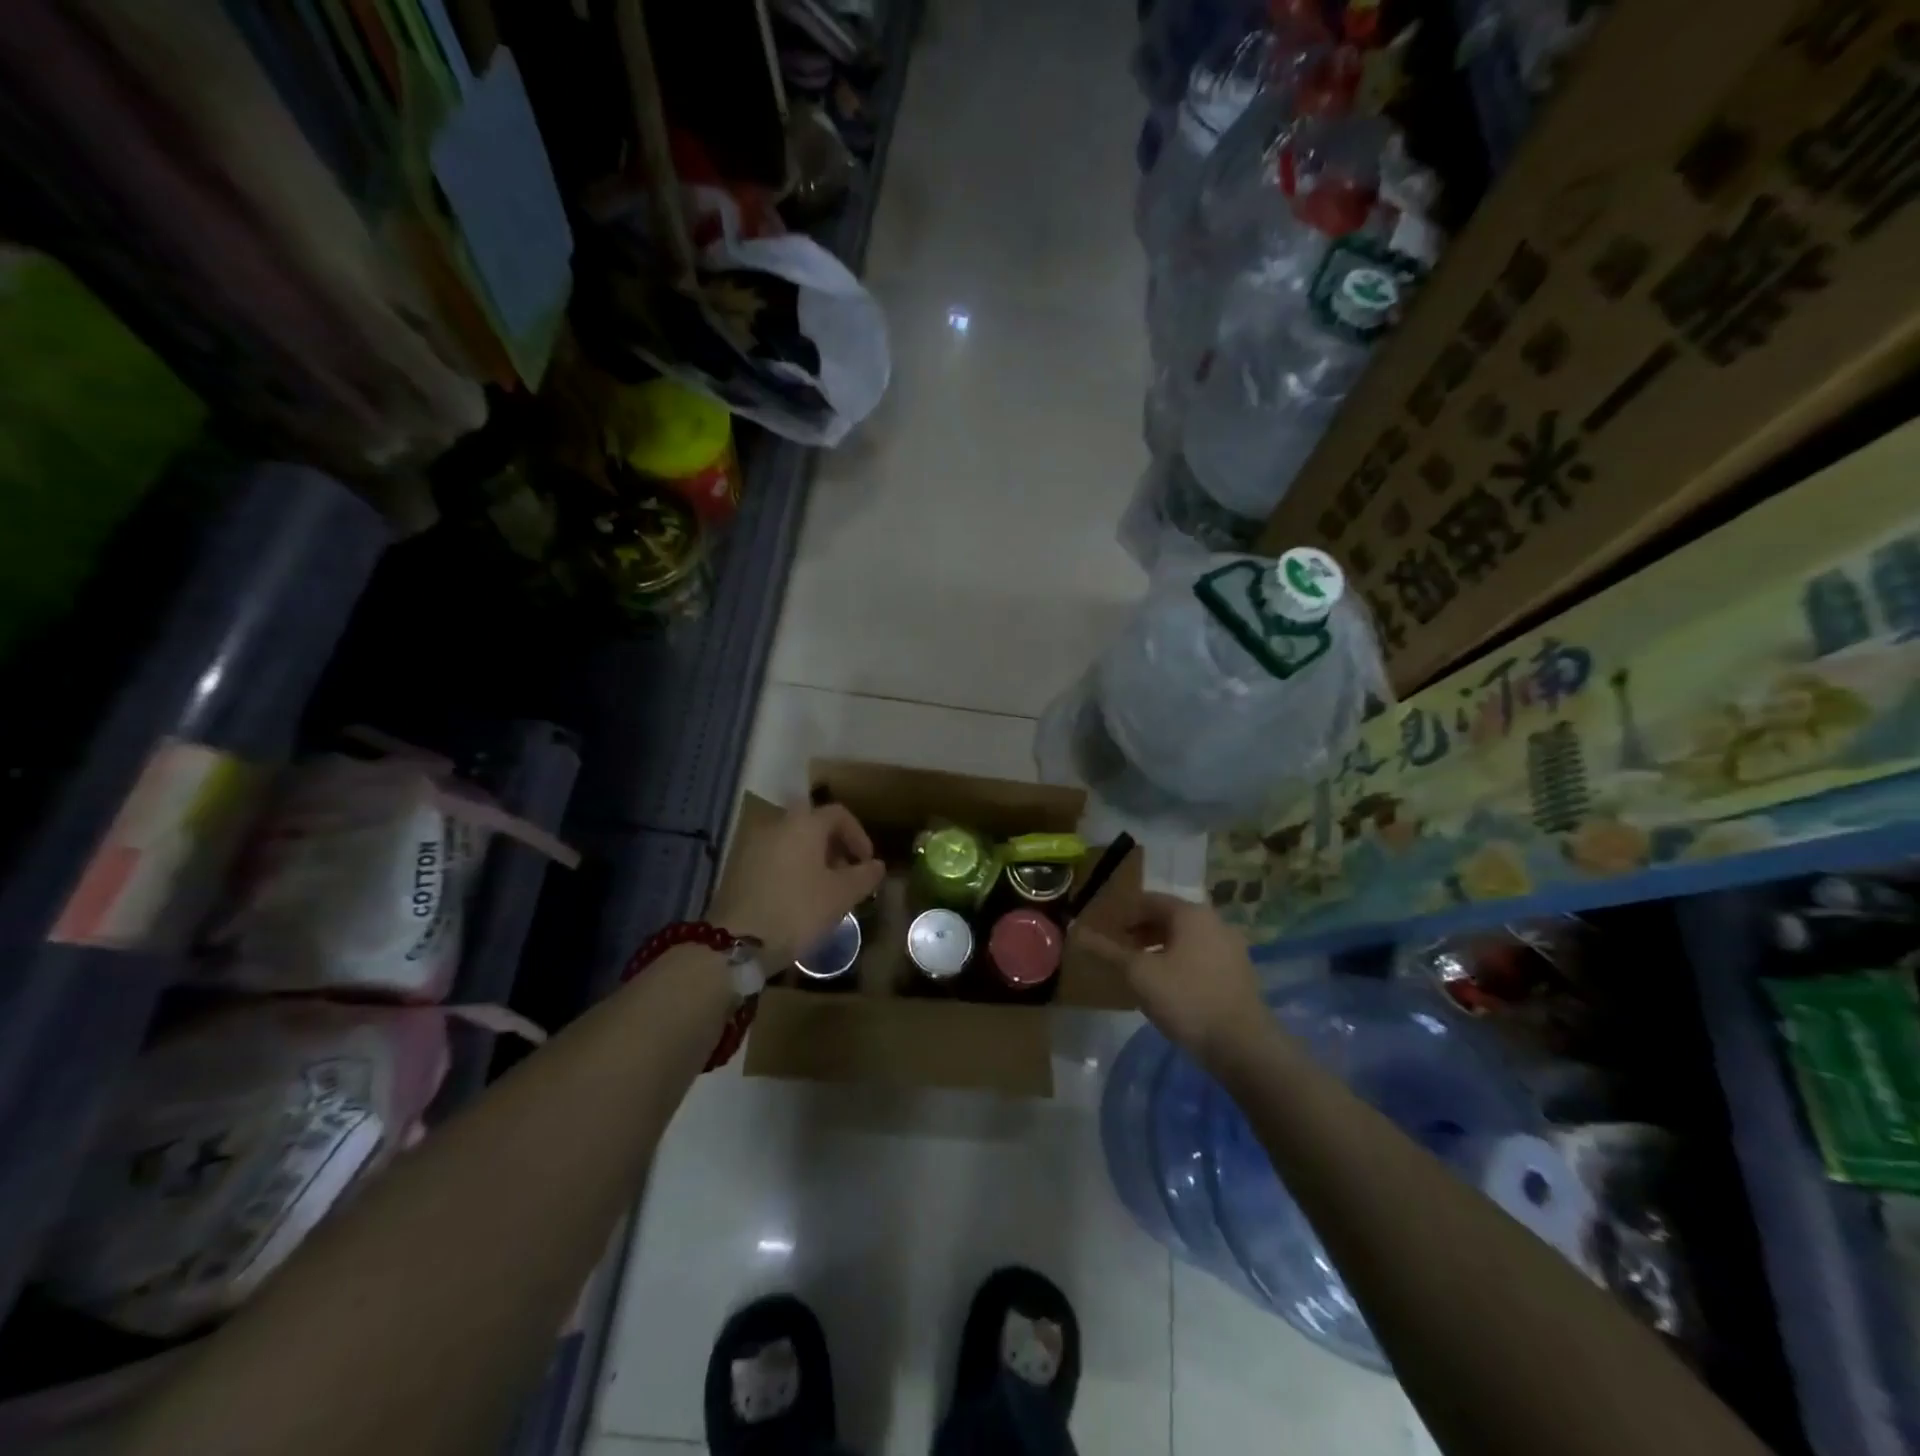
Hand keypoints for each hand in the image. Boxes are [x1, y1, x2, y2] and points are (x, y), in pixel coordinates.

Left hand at [712, 802, 886, 965]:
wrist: (735, 942)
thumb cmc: (797, 910)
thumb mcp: (841, 896)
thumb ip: (864, 876)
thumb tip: (877, 865)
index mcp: (804, 824)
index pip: (838, 814)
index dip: (858, 835)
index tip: (867, 862)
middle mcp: (776, 825)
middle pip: (812, 826)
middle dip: (834, 848)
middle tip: (847, 876)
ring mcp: (752, 845)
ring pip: (792, 843)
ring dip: (812, 860)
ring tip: (824, 891)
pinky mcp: (737, 868)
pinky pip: (774, 859)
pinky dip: (791, 870)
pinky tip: (796, 899)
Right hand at [1121, 894, 1265, 1065]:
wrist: (1244, 1046)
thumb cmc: (1186, 999)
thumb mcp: (1139, 974)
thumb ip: (1108, 951)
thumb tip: (1076, 931)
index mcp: (1191, 913)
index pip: (1148, 900)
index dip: (1123, 914)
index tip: (1105, 933)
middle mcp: (1214, 921)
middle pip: (1169, 917)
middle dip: (1141, 932)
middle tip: (1119, 952)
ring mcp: (1231, 947)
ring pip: (1186, 938)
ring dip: (1160, 948)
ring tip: (1140, 971)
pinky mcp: (1239, 973)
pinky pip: (1201, 956)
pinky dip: (1180, 962)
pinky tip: (1168, 987)